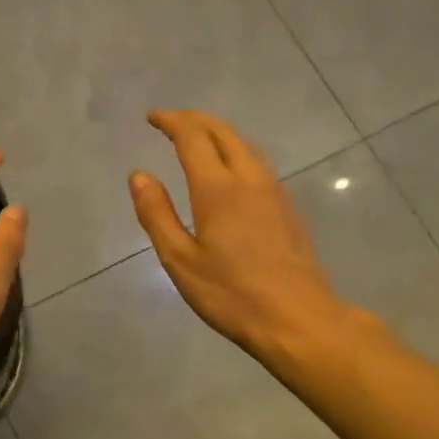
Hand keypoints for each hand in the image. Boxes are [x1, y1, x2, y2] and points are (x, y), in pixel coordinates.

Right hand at [129, 111, 356, 360]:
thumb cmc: (232, 294)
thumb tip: (139, 175)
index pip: (193, 137)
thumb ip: (157, 214)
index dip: (171, 121)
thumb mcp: (180, 260)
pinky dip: (235, 150)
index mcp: (218, 188)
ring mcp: (274, 191)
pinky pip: (257, 162)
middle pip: (223, 131)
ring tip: (196, 138)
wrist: (299, 320)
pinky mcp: (287, 207)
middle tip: (170, 121)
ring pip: (244, 144)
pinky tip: (228, 169)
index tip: (152, 117)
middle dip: (194, 119)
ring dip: (217, 132)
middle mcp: (249, 178)